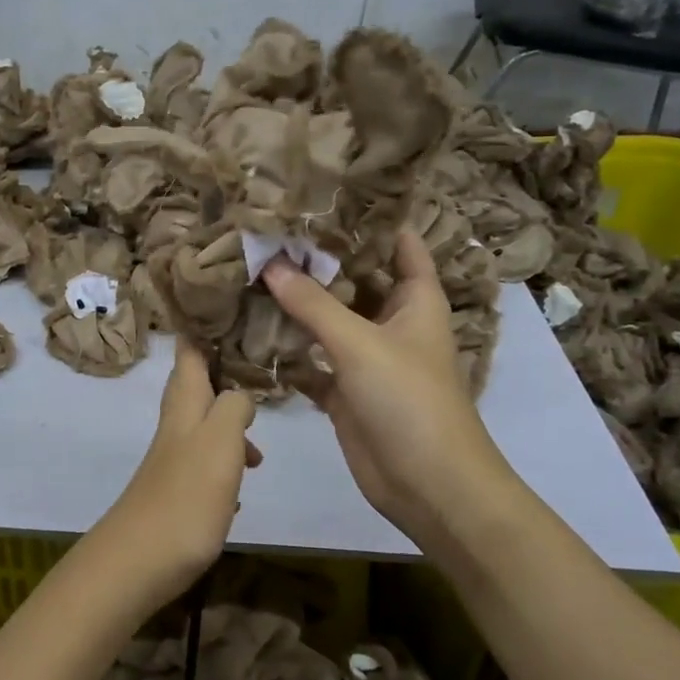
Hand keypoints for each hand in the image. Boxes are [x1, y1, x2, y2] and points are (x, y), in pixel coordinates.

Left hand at [89, 339, 258, 611]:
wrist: (139, 562)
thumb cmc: (185, 496)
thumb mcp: (219, 440)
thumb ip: (233, 406)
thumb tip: (241, 394)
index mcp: (184, 405)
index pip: (189, 351)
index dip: (202, 326)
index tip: (225, 306)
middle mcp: (175, 426)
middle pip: (196, 386)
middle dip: (222, 374)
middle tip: (255, 367)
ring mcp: (173, 459)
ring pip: (204, 426)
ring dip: (230, 425)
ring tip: (259, 449)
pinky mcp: (177, 492)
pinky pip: (206, 464)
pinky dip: (226, 463)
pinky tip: (241, 485)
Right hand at [262, 229, 511, 540]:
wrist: (428, 485)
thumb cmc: (409, 400)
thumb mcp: (360, 344)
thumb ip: (313, 303)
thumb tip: (269, 263)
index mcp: (415, 300)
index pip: (399, 244)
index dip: (370, 218)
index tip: (326, 194)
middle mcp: (391, 322)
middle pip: (354, 279)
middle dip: (318, 259)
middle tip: (270, 230)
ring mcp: (366, 357)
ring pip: (328, 319)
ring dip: (298, 303)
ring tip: (252, 268)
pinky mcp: (344, 389)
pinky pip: (311, 359)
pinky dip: (288, 348)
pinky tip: (251, 329)